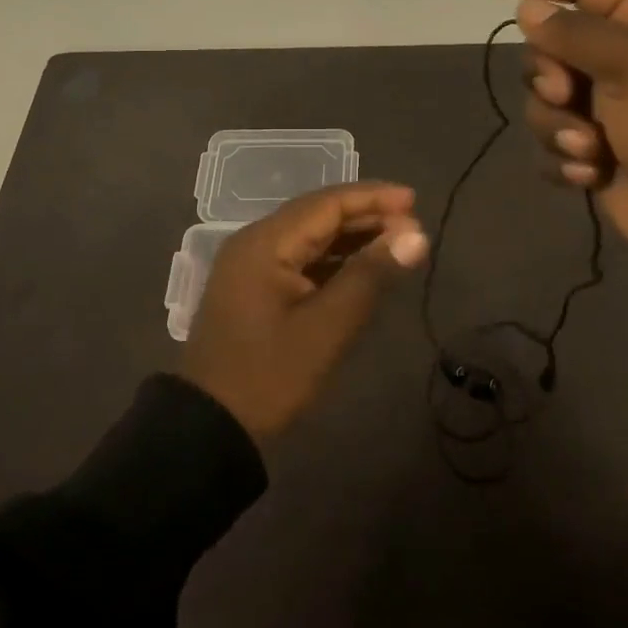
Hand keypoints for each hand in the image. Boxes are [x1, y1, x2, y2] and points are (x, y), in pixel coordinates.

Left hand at [182, 182, 429, 440]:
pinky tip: (361, 267)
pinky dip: (333, 258)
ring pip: (309, 236)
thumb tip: (417, 235)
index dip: (373, 198)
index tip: (415, 200)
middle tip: (412, 226)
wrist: (210, 428)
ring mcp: (251, 265)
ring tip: (396, 242)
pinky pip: (299, 258)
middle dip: (365, 216)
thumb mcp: (327, 327)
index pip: (326, 203)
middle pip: (317, 215)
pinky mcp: (253, 288)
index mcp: (265, 242)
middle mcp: (255, 242)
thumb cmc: (270, 376)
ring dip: (351, 237)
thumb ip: (371, 275)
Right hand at [486, 0, 627, 256]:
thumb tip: (528, 9)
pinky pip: (553, 142)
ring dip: (558, 125)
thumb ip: (575, 33)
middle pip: (552, 45)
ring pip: (545, 98)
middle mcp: (627, 57)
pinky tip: (593, 173)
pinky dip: (565, 157)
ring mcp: (611, 107)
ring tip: (592, 148)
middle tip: (566, 95)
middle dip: (548, 73)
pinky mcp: (599, 151)